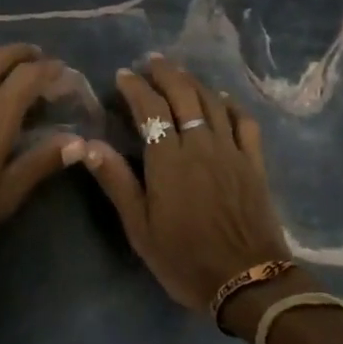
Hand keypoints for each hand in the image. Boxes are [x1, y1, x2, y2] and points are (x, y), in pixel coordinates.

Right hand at [68, 56, 291, 312]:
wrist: (248, 281)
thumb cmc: (185, 259)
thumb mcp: (140, 228)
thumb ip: (116, 182)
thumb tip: (88, 144)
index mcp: (169, 160)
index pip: (150, 110)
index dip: (135, 88)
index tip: (123, 75)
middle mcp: (201, 145)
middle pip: (183, 95)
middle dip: (165, 73)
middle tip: (151, 61)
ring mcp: (232, 151)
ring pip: (212, 102)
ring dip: (193, 82)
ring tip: (178, 73)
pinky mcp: (255, 163)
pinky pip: (244, 122)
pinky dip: (231, 104)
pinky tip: (222, 98)